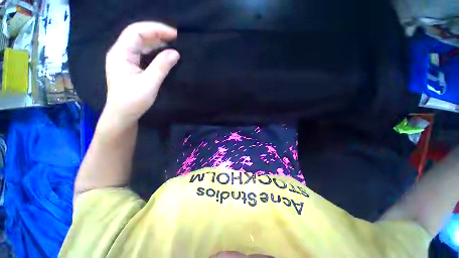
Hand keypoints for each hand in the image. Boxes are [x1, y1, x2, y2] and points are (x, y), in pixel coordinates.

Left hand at [104, 21, 179, 123]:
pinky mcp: (131, 66)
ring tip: (173, 43)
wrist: (123, 114)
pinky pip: (143, 53)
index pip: (136, 31)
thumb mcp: (149, 83)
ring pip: (141, 44)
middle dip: (157, 34)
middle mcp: (121, 52)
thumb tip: (175, 53)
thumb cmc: (133, 100)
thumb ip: (161, 66)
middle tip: (176, 38)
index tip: (174, 34)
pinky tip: (164, 53)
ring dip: (157, 42)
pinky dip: (155, 51)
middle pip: (138, 35)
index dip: (155, 29)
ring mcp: (125, 59)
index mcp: (120, 53)